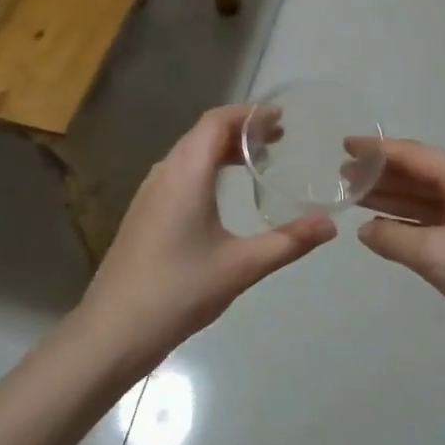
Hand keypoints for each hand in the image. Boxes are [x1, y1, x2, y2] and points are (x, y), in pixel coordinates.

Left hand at [81, 105, 334, 362]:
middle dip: (241, 130)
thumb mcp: (241, 266)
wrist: (113, 331)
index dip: (249, 114)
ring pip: (189, 154)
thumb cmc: (179, 291)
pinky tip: (223, 196)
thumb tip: (331, 225)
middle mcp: (164, 173)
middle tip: (279, 140)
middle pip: (203, 133)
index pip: (216, 121)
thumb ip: (288, 242)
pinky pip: (179, 174)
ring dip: (222, 150)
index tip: (281, 118)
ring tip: (257, 163)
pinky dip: (206, 169)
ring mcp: (149, 193)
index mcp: (186, 173)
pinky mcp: (144, 214)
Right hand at [358, 139, 444, 354]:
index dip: (376, 149)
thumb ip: (392, 237)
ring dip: (391, 195)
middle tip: (342, 175)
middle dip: (380, 173)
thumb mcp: (435, 255)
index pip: (413, 154)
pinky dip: (407, 219)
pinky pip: (433, 218)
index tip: (344, 144)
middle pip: (418, 172)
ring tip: (354, 194)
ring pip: (424, 196)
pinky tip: (382, 224)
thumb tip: (365, 230)